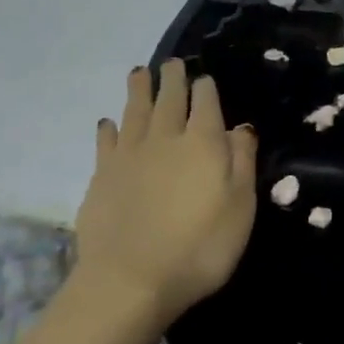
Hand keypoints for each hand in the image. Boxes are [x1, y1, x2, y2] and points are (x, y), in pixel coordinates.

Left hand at [69, 60, 257, 331]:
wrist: (129, 281)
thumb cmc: (199, 247)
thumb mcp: (240, 207)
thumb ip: (241, 162)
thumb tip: (240, 127)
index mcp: (203, 143)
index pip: (205, 103)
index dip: (205, 88)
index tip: (204, 77)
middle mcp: (165, 139)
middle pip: (169, 99)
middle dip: (172, 78)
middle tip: (171, 62)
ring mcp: (129, 156)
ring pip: (135, 112)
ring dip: (138, 90)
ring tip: (138, 72)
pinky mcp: (101, 176)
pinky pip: (106, 142)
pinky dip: (108, 128)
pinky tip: (107, 122)